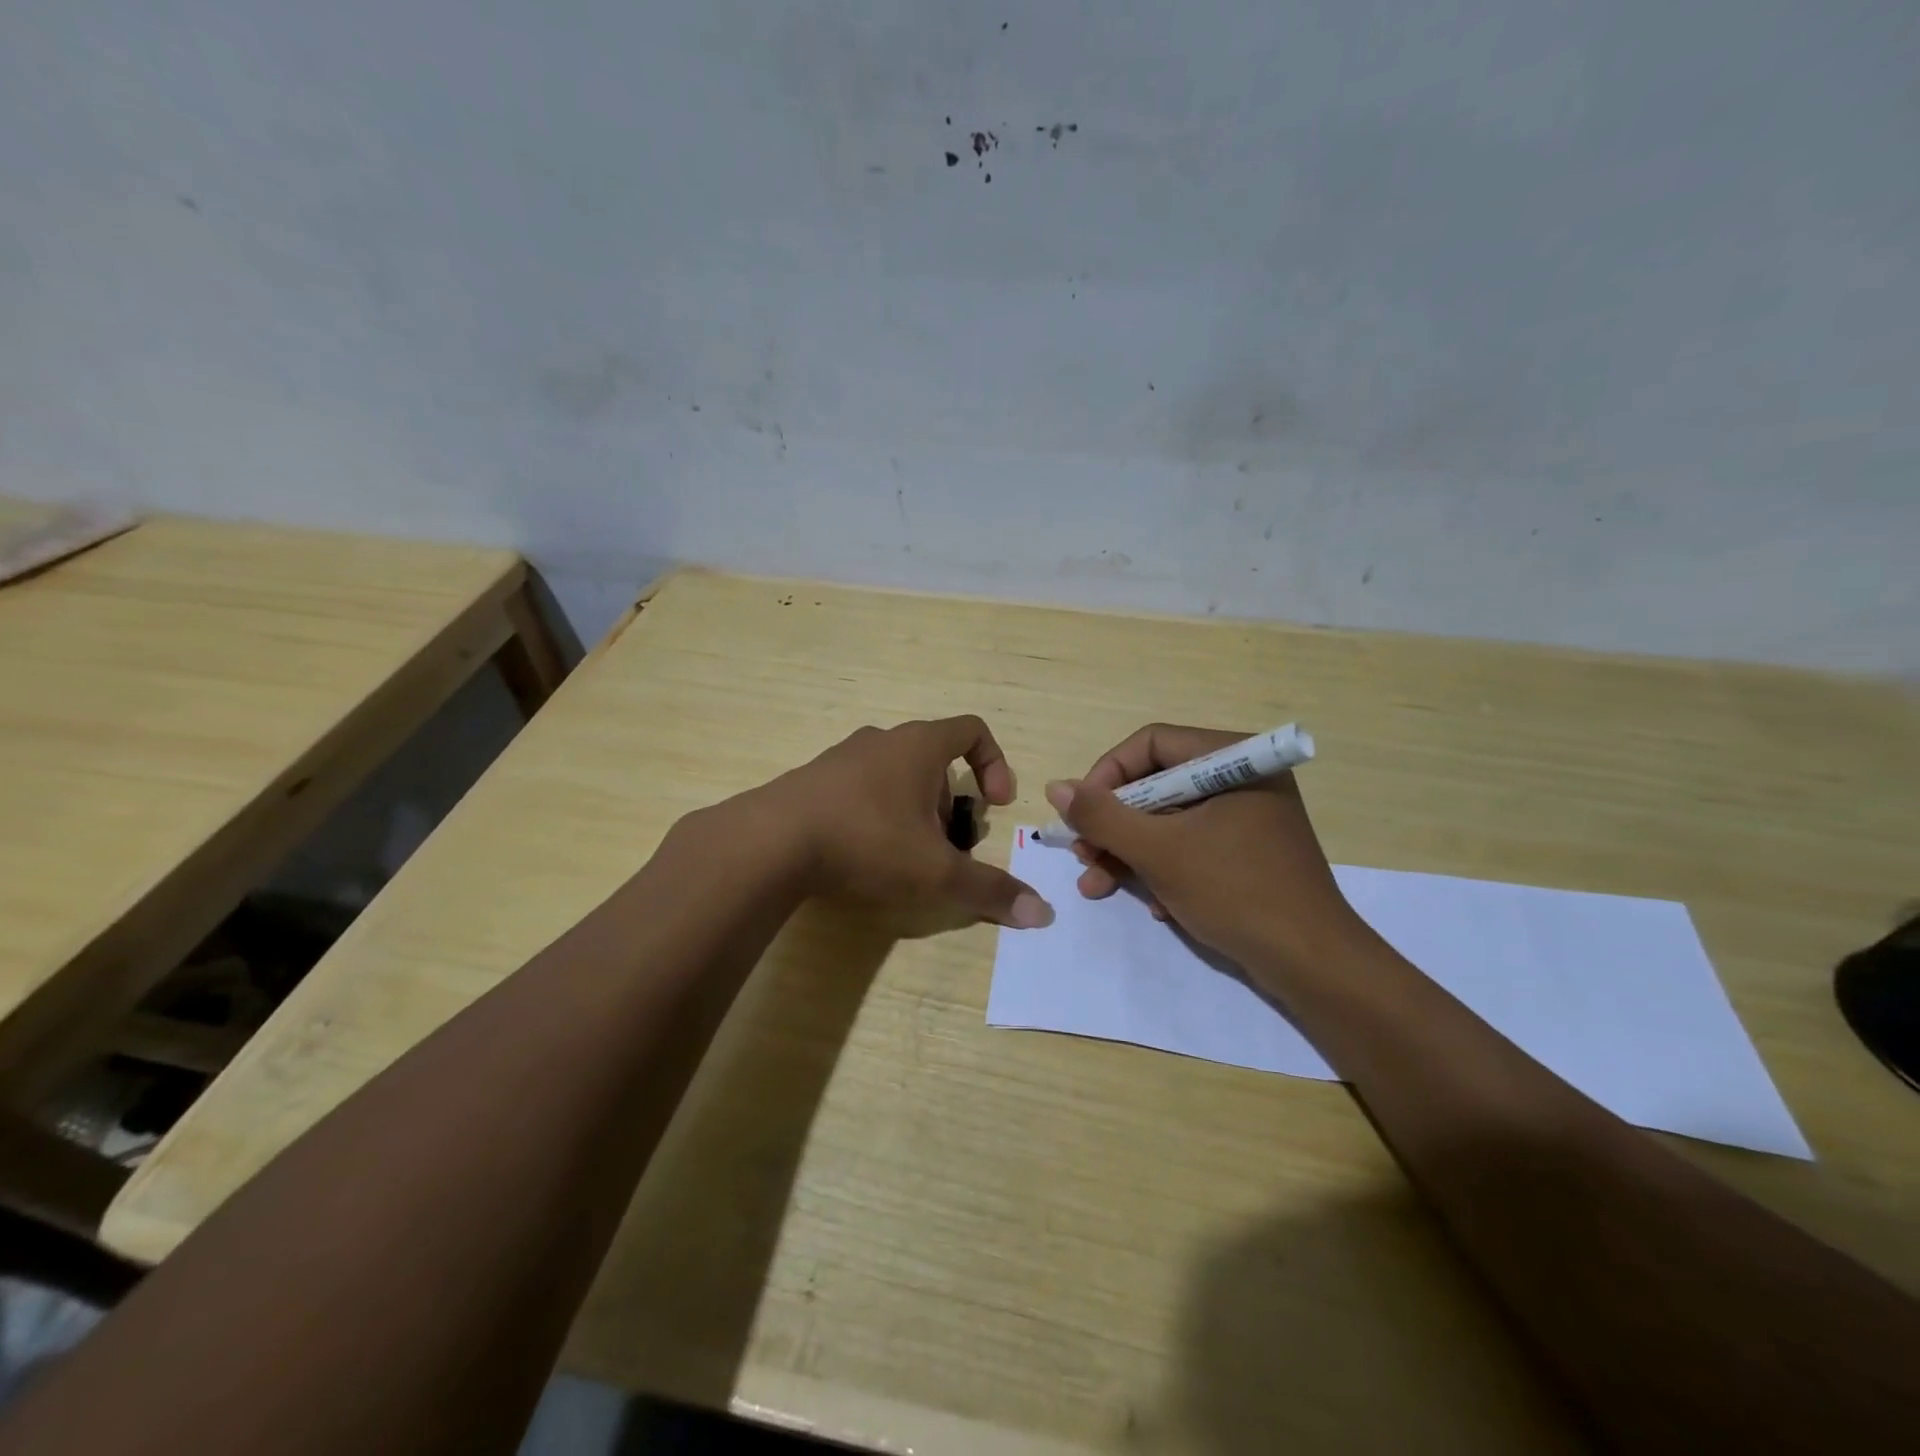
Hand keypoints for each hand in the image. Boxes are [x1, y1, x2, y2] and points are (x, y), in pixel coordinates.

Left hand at [760, 716, 1053, 928]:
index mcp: (919, 746)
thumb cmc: (867, 843)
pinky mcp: (812, 781)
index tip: (996, 803)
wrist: (769, 844)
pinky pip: (861, 789)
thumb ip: (990, 891)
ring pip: (896, 776)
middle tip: (947, 847)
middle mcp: (882, 740)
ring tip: (906, 858)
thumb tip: (1043, 913)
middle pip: (935, 760)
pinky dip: (876, 815)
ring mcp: (842, 758)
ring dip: (914, 811)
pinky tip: (863, 856)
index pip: (973, 730)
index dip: (996, 764)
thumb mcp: (937, 874)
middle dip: (951, 803)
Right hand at [1044, 723, 1368, 982]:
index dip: (1106, 775)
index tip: (1080, 815)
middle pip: (1156, 784)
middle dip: (1114, 825)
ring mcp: (1247, 817)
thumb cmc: (1235, 892)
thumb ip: (1102, 816)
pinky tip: (1154, 905)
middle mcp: (1241, 778)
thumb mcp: (1158, 851)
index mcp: (1232, 759)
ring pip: (1169, 820)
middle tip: (1084, 856)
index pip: (1150, 744)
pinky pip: (1192, 845)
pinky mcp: (1249, 852)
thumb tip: (1056, 786)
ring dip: (1129, 853)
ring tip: (1097, 886)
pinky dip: (1164, 869)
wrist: (1312, 964)